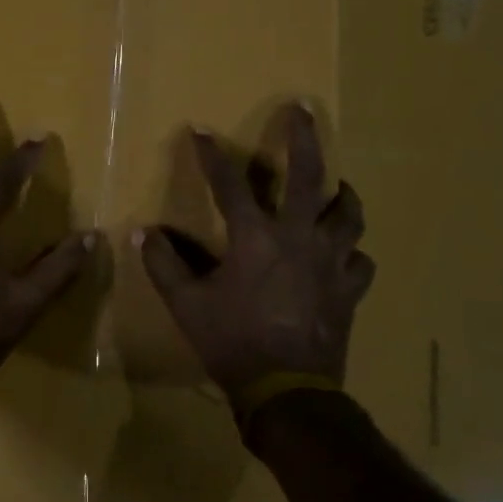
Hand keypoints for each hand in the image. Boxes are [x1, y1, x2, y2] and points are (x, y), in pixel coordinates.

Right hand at [140, 102, 375, 407]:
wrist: (287, 391)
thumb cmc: (233, 342)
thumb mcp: (187, 305)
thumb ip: (163, 265)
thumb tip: (142, 234)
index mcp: (255, 238)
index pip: (230, 184)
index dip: (212, 155)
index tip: (201, 131)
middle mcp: (298, 238)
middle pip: (309, 176)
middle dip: (304, 138)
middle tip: (303, 110)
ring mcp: (331, 262)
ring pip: (347, 215)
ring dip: (341, 195)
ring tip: (337, 186)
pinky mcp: (350, 289)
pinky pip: (360, 261)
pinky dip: (352, 252)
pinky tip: (345, 253)